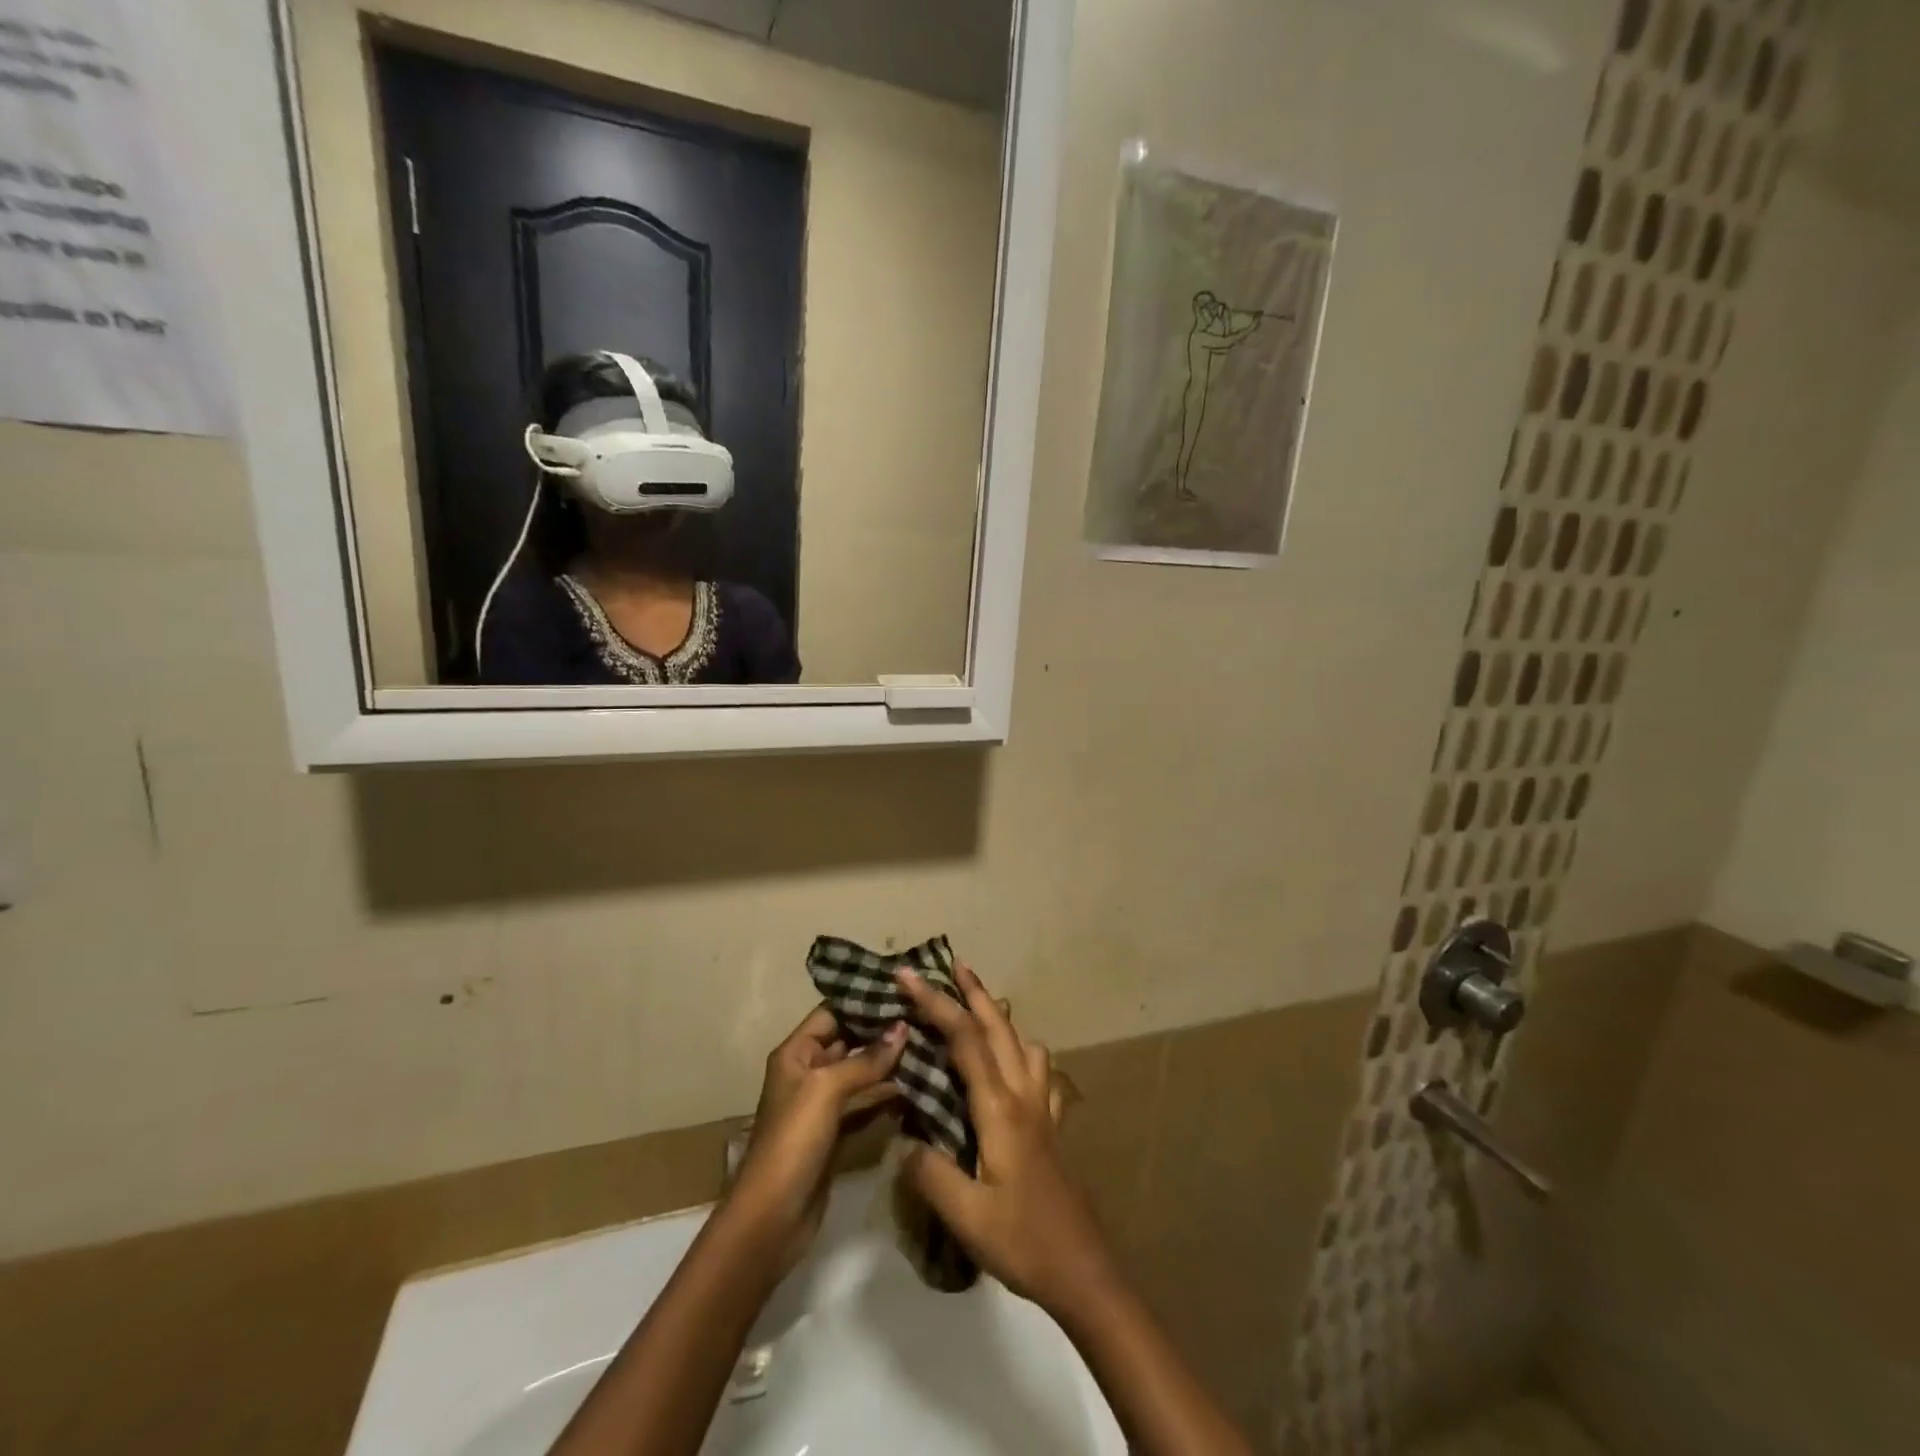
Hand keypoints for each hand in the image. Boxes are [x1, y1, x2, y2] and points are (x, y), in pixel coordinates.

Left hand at [724, 1007, 905, 1274]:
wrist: (771, 1219)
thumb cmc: (793, 1140)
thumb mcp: (827, 1090)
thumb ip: (866, 1059)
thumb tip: (903, 1027)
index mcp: (796, 1053)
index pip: (832, 1012)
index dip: (863, 1001)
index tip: (903, 990)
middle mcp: (808, 1072)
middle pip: (849, 1041)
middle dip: (883, 1031)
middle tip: (925, 1016)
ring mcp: (822, 1105)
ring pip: (860, 1074)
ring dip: (890, 1064)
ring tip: (929, 1045)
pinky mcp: (836, 1134)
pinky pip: (865, 1105)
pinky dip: (887, 1098)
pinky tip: (918, 1088)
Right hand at [894, 963, 1120, 1321]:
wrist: (1083, 1270)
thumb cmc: (1023, 1241)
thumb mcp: (967, 1216)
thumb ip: (931, 1173)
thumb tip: (906, 1141)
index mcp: (999, 1108)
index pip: (964, 1040)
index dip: (936, 1003)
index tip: (908, 976)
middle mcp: (1024, 1096)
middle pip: (998, 1028)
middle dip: (973, 993)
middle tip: (952, 964)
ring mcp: (1043, 1109)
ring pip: (1024, 1044)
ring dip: (1000, 1019)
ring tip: (979, 1012)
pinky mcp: (1053, 1127)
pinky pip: (1042, 1073)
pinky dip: (1025, 1054)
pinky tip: (1016, 1067)